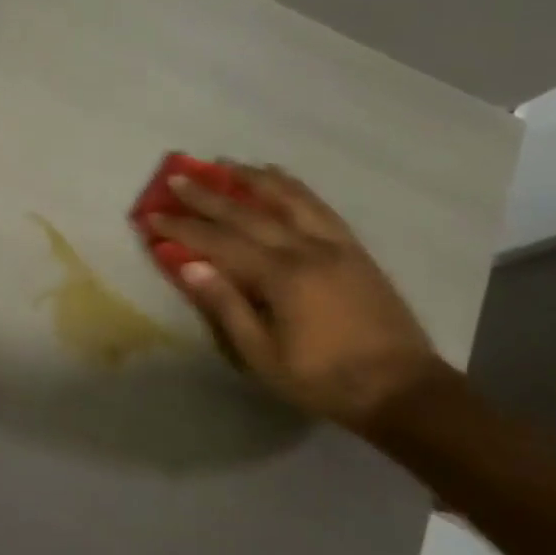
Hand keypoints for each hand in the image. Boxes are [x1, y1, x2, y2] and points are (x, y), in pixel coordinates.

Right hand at [141, 163, 442, 430]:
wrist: (403, 390)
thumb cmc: (324, 379)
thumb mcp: (263, 355)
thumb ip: (226, 307)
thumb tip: (190, 266)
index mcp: (282, 277)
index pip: (220, 242)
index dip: (183, 228)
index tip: (153, 215)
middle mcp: (307, 250)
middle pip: (249, 214)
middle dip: (208, 195)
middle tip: (178, 176)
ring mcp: (335, 246)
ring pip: (290, 200)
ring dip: (254, 179)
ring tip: (227, 164)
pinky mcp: (355, 251)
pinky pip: (321, 208)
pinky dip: (296, 188)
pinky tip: (281, 179)